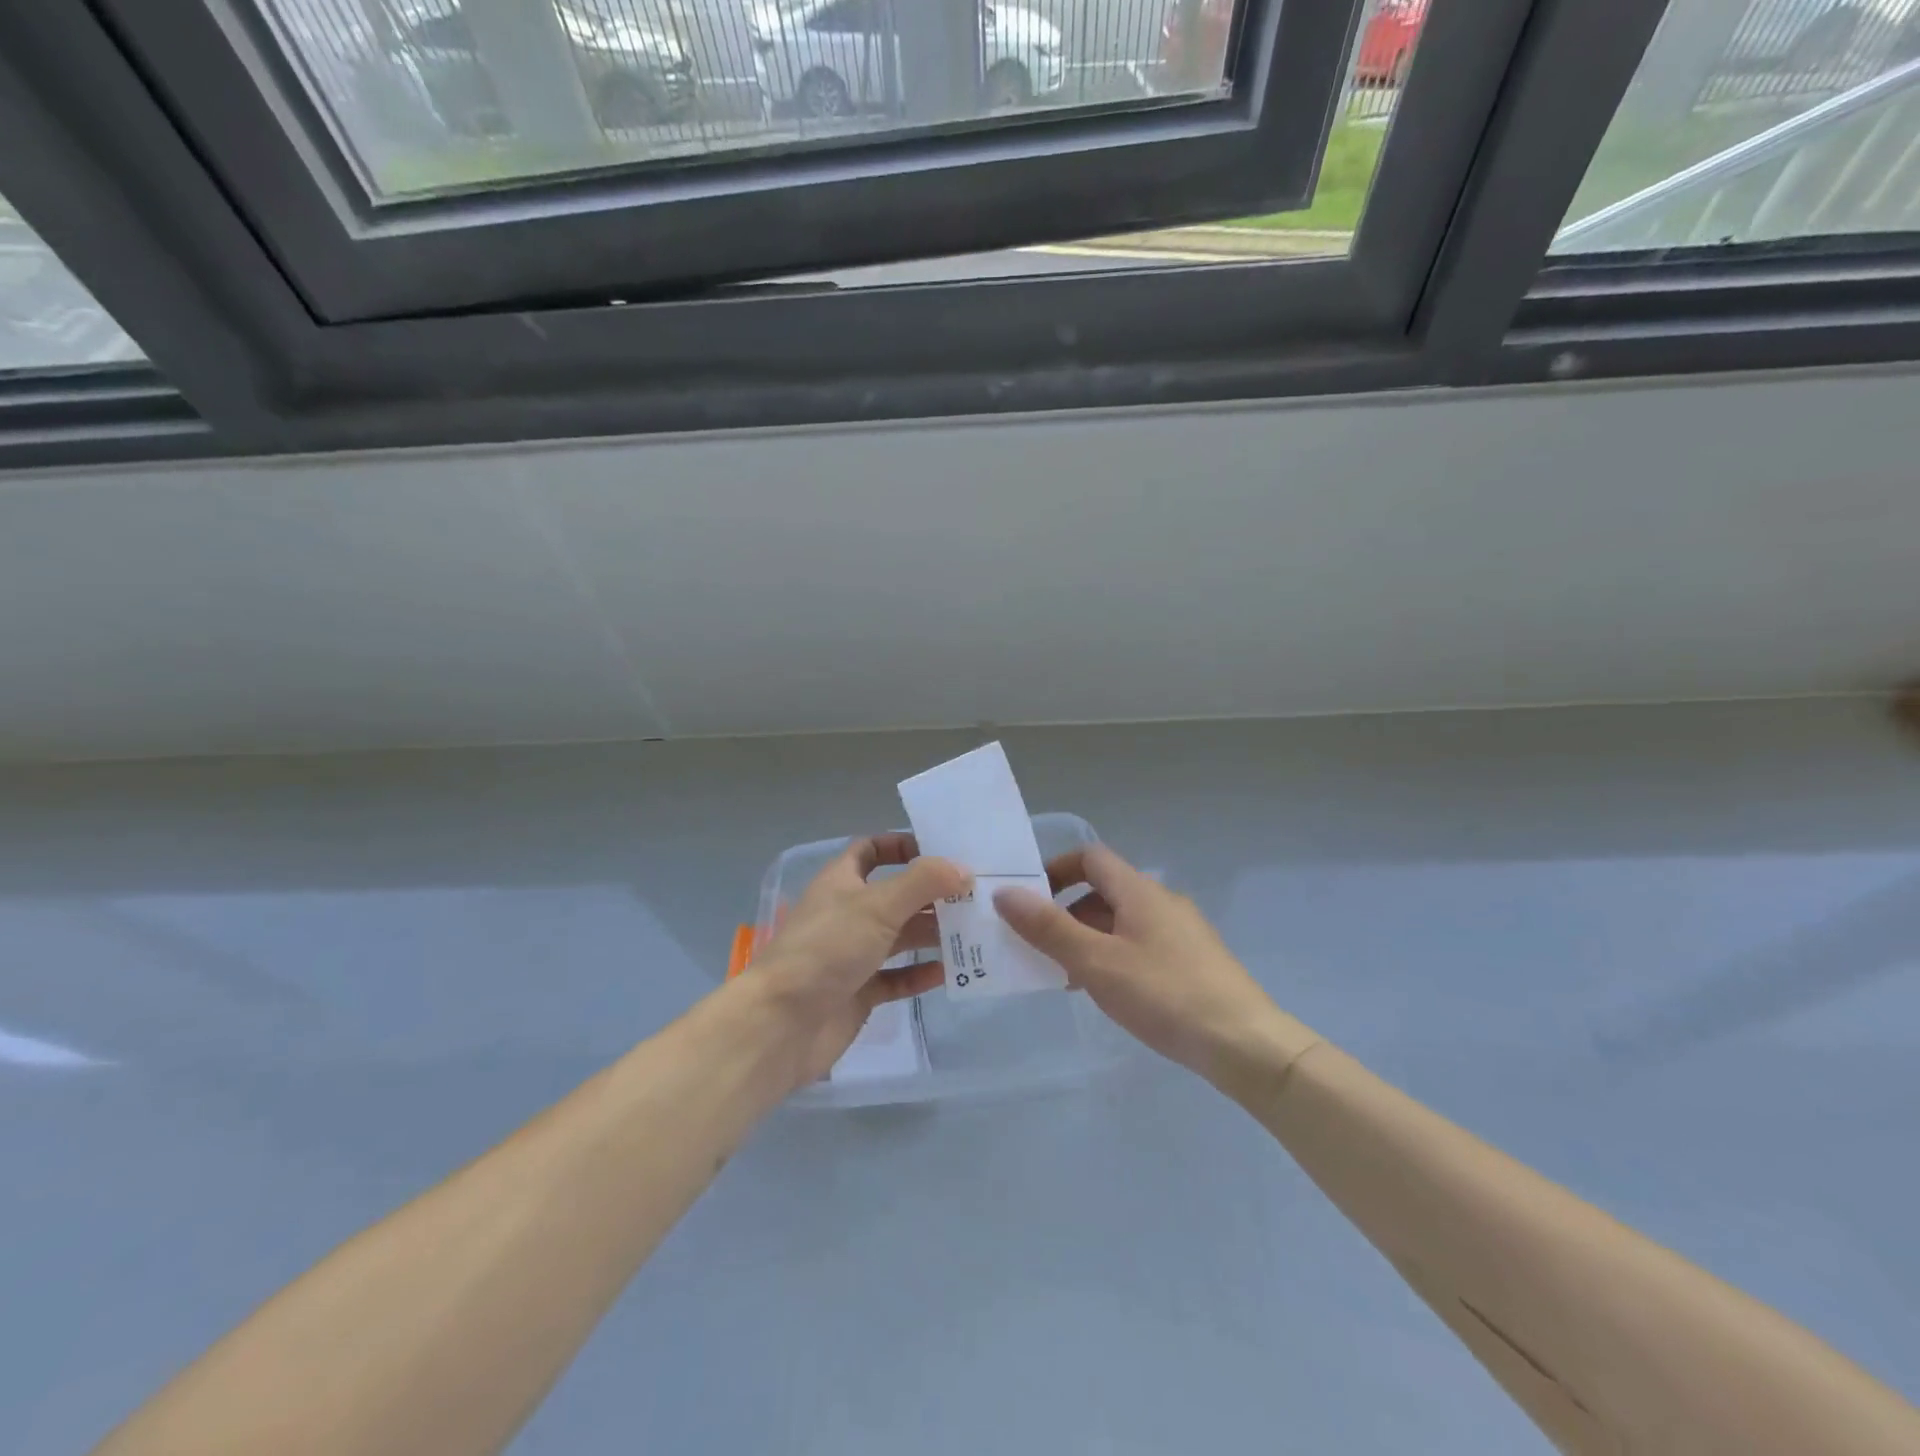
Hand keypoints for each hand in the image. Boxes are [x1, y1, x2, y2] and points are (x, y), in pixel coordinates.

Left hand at [746, 832, 967, 1090]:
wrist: (782, 1024)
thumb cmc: (828, 949)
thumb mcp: (878, 905)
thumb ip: (923, 882)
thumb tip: (963, 869)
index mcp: (842, 882)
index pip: (871, 850)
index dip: (902, 846)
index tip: (940, 853)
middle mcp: (847, 913)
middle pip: (895, 895)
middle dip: (931, 895)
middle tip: (974, 897)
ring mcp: (852, 955)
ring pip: (899, 937)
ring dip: (932, 933)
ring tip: (973, 932)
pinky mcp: (859, 992)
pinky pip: (897, 977)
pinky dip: (920, 974)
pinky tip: (949, 972)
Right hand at [993, 844, 1317, 1099]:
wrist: (1245, 1044)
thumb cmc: (1164, 994)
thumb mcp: (1096, 962)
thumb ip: (1048, 927)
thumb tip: (1005, 893)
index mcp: (1139, 890)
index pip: (1090, 858)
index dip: (1056, 869)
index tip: (1028, 899)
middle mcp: (1162, 901)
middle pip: (1104, 890)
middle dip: (1065, 912)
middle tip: (1037, 945)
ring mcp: (1182, 931)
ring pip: (1122, 921)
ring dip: (1088, 938)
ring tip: (1065, 975)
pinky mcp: (1193, 961)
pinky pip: (1141, 944)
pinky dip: (1114, 956)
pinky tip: (1108, 992)